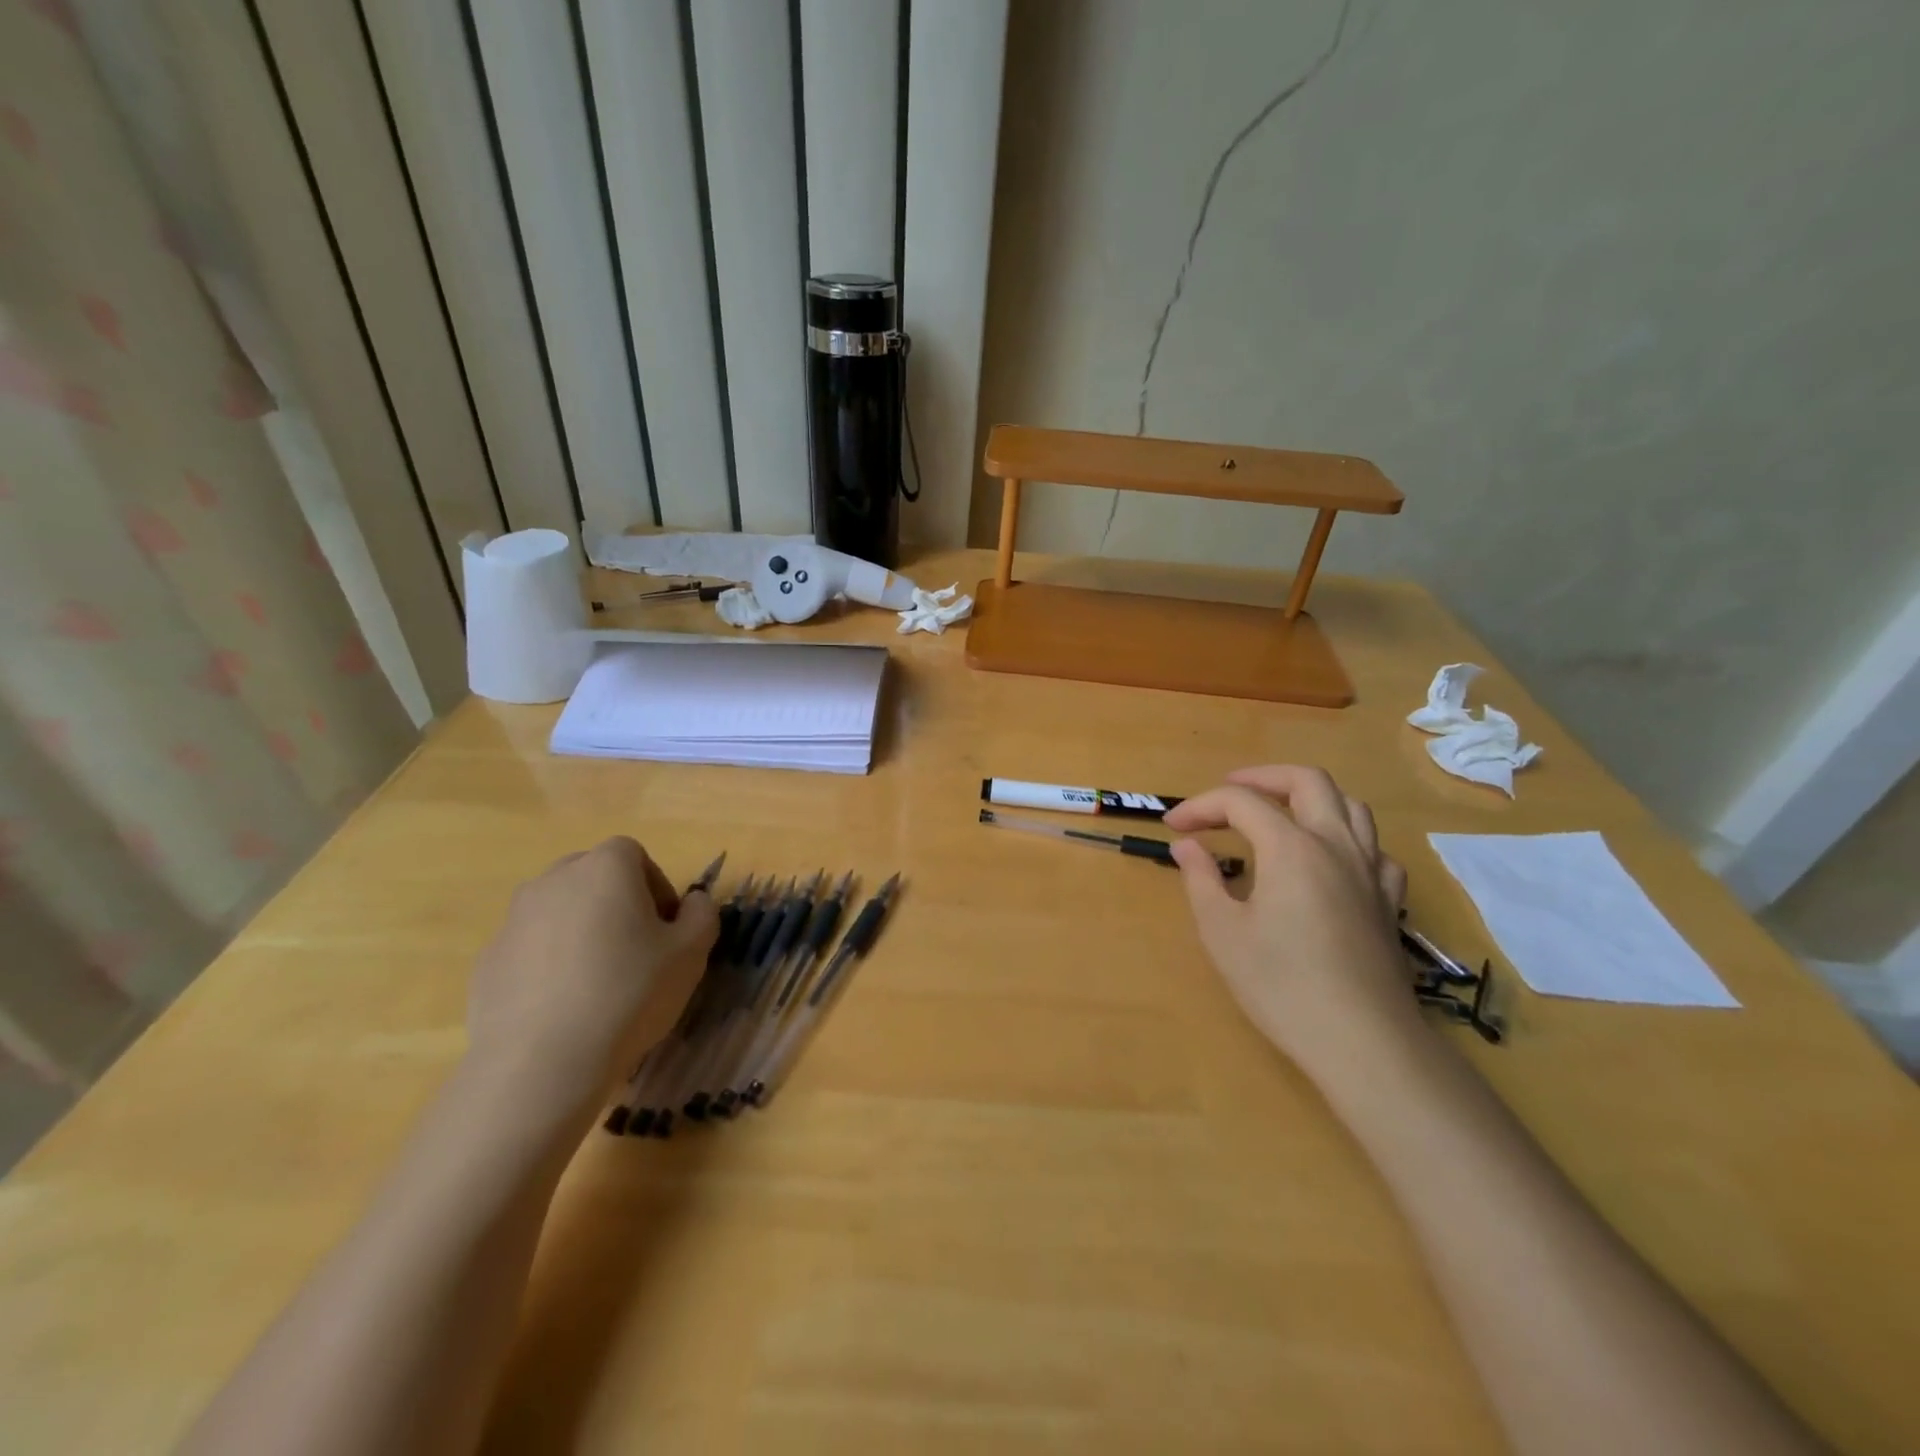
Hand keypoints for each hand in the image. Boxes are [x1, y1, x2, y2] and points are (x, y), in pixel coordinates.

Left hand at [465, 838, 717, 1121]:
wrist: (541, 1063)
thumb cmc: (630, 993)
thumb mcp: (692, 952)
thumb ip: (702, 914)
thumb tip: (692, 902)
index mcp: (605, 868)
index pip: (634, 856)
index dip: (656, 887)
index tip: (666, 929)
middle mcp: (554, 881)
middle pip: (592, 877)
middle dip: (616, 904)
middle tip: (636, 950)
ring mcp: (513, 920)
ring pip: (558, 912)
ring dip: (580, 933)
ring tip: (598, 983)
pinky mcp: (487, 962)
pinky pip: (530, 950)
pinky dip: (548, 966)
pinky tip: (564, 1007)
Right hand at [1164, 766, 1421, 1083]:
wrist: (1363, 1042)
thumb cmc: (1281, 985)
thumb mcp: (1222, 932)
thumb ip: (1201, 879)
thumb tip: (1187, 845)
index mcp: (1291, 847)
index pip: (1240, 802)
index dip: (1201, 806)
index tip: (1173, 827)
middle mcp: (1335, 845)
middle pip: (1307, 781)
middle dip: (1261, 777)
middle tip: (1227, 792)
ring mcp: (1370, 872)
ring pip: (1349, 805)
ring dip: (1308, 798)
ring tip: (1278, 814)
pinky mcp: (1388, 901)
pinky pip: (1373, 848)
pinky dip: (1345, 838)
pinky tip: (1328, 860)